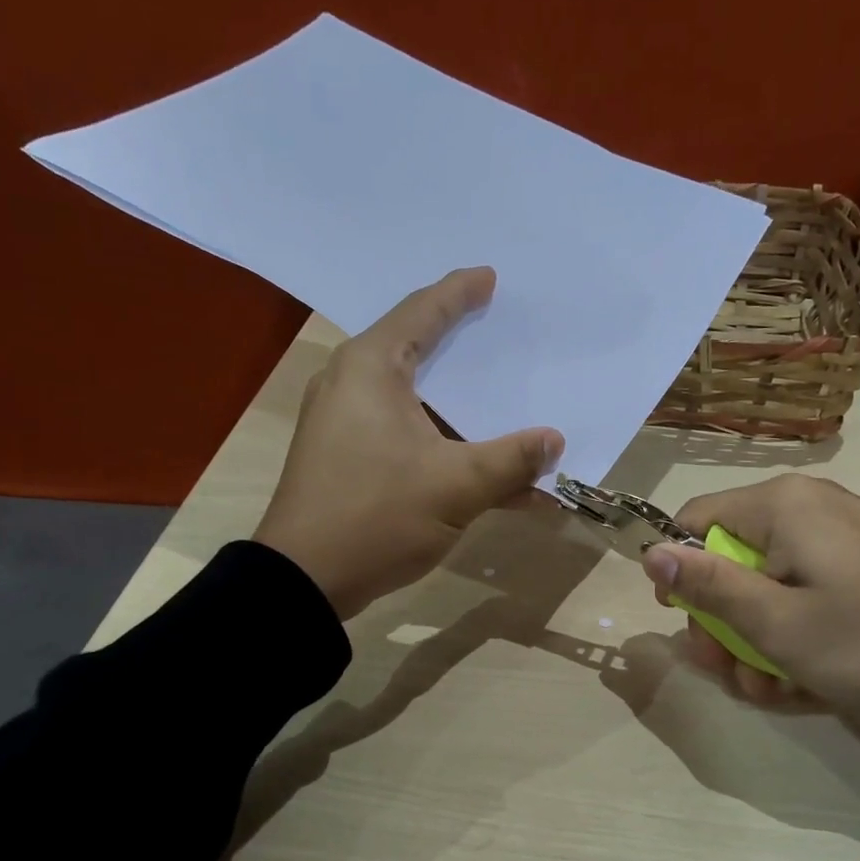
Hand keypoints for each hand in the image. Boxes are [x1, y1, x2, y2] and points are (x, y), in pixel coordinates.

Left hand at [254, 268, 562, 618]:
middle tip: (501, 335)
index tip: (490, 278)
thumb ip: (512, 459)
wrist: (304, 582)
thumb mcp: (457, 486)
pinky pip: (408, 438)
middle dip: (465, 349)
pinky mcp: (348, 460)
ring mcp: (346, 425)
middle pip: (419, 353)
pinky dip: (447, 449)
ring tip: (505, 407)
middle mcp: (353, 385)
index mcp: (371, 368)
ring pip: (418, 403)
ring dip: (465, 414)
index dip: (460, 293)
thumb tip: (555, 440)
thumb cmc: (377, 516)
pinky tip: (490, 476)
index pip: (422, 311)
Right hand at [640, 473, 859, 716]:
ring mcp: (841, 530)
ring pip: (767, 579)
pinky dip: (796, 627)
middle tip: (735, 674)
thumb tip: (649, 551)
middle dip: (724, 622)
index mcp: (781, 505)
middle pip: (730, 556)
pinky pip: (805, 585)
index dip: (679, 573)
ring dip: (758, 638)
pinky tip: (808, 672)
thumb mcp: (776, 624)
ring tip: (776, 688)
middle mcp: (807, 504)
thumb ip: (708, 585)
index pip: (693, 521)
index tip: (689, 624)